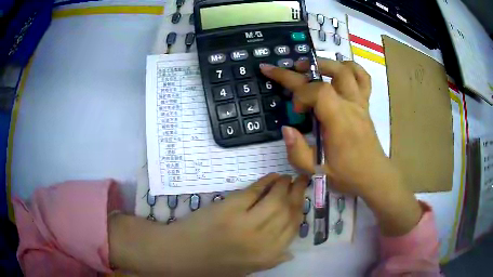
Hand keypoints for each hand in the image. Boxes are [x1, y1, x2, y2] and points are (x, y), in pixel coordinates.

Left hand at [109, 173, 308, 275]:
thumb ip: (272, 260)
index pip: (294, 227)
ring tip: (286, 177)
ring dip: (284, 184)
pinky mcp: (230, 208)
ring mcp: (246, 223)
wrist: (182, 254)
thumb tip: (291, 252)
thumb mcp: (248, 269)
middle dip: (297, 193)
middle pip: (289, 210)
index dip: (301, 208)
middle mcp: (263, 240)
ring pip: (276, 198)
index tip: (302, 196)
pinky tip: (272, 177)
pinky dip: (266, 181)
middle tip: (300, 180)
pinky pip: (256, 190)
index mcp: (268, 256)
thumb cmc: (214, 264)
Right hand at [260, 59, 422, 235]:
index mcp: (340, 121)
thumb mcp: (317, 172)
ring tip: (311, 67)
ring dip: (326, 63)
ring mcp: (360, 102)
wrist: (374, 176)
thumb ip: (298, 152)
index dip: (300, 95)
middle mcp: (351, 105)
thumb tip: (286, 128)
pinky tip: (339, 70)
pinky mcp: (365, 104)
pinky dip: (351, 68)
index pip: (319, 91)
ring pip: (347, 70)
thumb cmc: (347, 175)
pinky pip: (363, 79)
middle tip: (287, 68)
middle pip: (331, 73)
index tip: (296, 111)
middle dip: (303, 68)